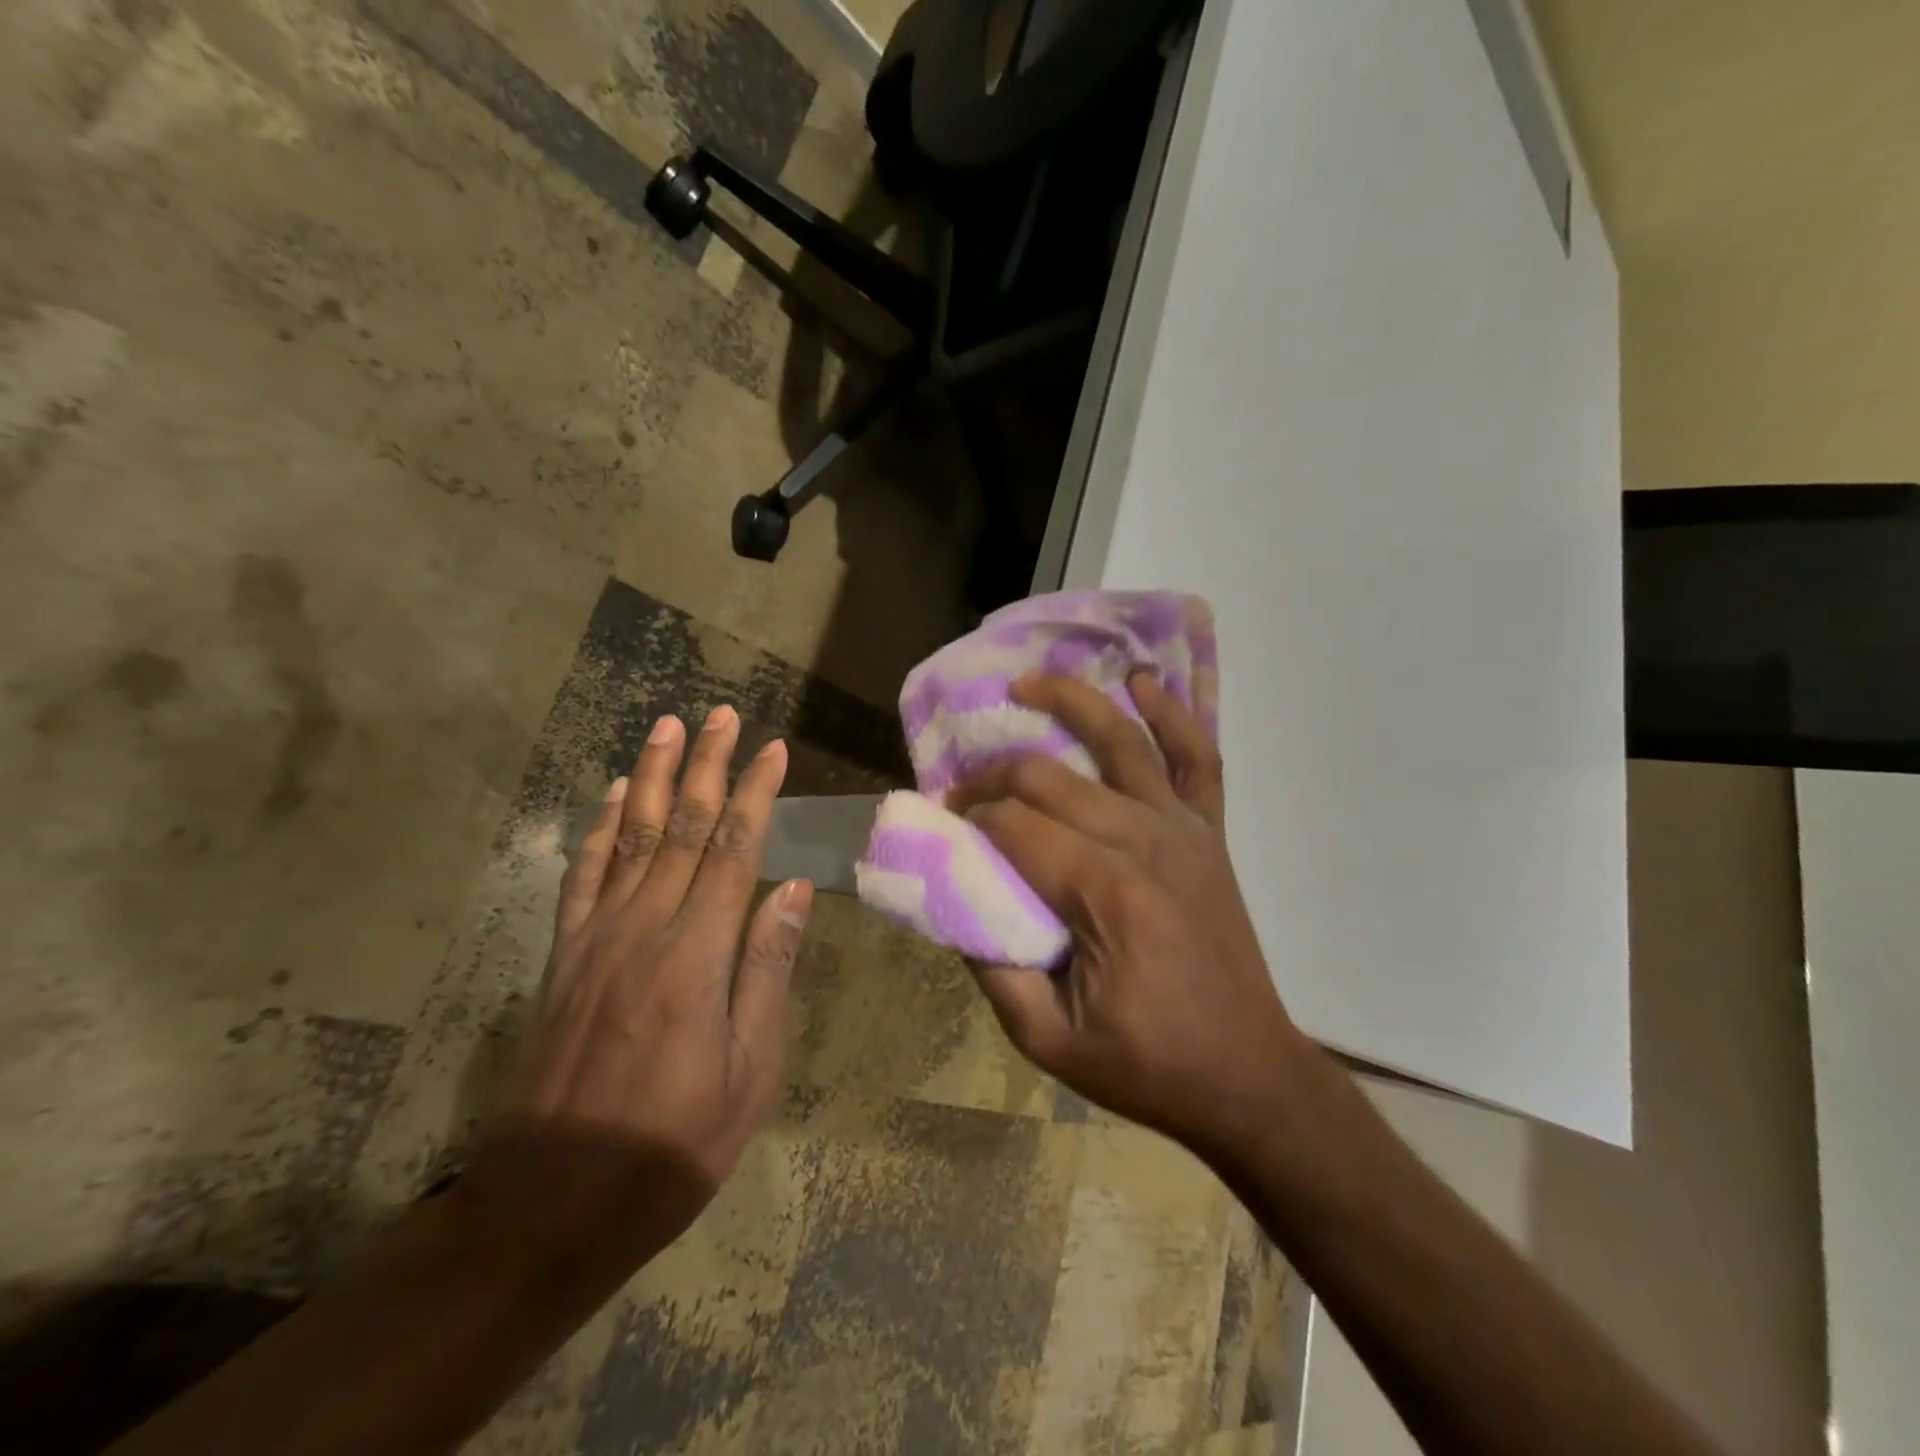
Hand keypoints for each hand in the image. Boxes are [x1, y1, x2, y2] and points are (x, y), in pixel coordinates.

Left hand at [459, 705, 812, 1279]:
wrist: (552, 1201)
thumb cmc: (674, 1142)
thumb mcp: (750, 1070)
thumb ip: (767, 970)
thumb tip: (789, 889)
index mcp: (698, 953)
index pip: (735, 850)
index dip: (755, 794)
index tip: (772, 749)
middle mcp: (646, 927)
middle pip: (682, 827)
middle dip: (706, 765)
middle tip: (721, 715)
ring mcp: (598, 937)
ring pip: (632, 836)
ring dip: (653, 777)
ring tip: (668, 728)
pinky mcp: (566, 956)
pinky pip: (586, 876)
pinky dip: (601, 828)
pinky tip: (613, 796)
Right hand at [953, 674, 1308, 1162]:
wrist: (1247, 1074)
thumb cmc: (1146, 1064)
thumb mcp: (1047, 1038)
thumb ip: (992, 968)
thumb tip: (954, 901)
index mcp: (1104, 893)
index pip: (1016, 825)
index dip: (970, 816)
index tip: (944, 823)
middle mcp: (1145, 842)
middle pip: (1051, 777)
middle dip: (996, 773)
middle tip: (965, 789)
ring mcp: (1184, 830)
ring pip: (1121, 741)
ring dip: (1072, 702)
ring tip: (1028, 683)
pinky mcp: (1208, 833)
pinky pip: (1197, 758)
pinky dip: (1172, 715)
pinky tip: (1144, 682)